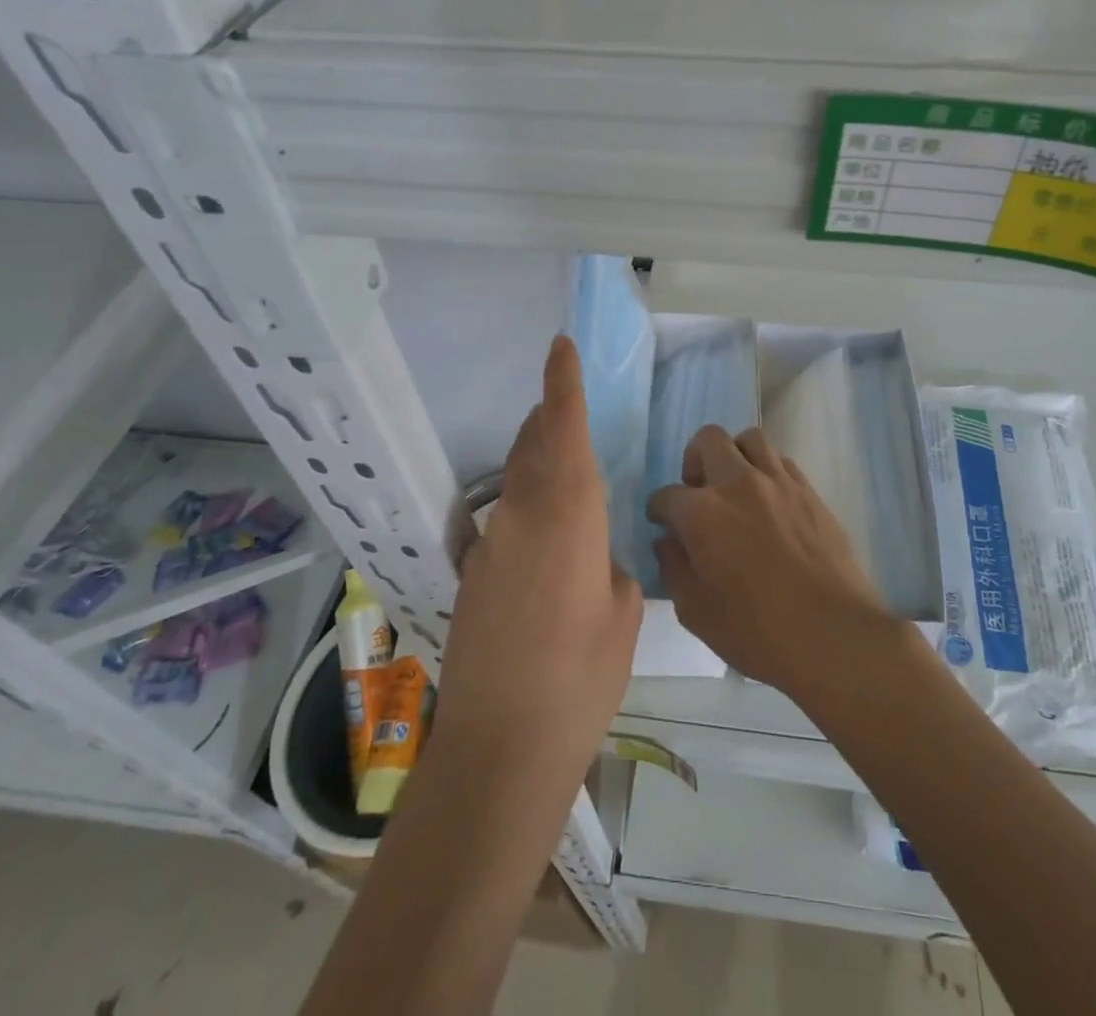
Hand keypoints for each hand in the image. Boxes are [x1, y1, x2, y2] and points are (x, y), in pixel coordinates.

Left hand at [434, 336, 642, 788]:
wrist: (500, 749)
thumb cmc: (581, 675)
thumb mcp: (623, 614)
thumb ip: (613, 569)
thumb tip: (599, 560)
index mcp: (565, 513)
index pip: (561, 428)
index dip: (561, 383)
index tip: (559, 346)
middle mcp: (518, 516)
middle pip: (531, 447)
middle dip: (549, 422)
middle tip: (570, 414)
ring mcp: (488, 548)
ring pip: (517, 486)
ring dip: (538, 470)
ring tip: (570, 489)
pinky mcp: (472, 579)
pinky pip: (506, 526)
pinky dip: (529, 518)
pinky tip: (549, 558)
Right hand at [646, 426, 894, 697]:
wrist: (833, 634)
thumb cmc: (758, 632)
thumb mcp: (697, 613)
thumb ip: (674, 569)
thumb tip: (667, 543)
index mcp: (702, 513)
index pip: (666, 496)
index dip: (659, 511)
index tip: (663, 524)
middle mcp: (738, 483)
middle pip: (707, 440)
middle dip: (693, 462)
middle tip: (698, 494)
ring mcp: (778, 482)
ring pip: (749, 439)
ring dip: (734, 456)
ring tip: (735, 488)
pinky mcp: (809, 490)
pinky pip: (781, 460)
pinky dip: (767, 470)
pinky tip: (768, 500)